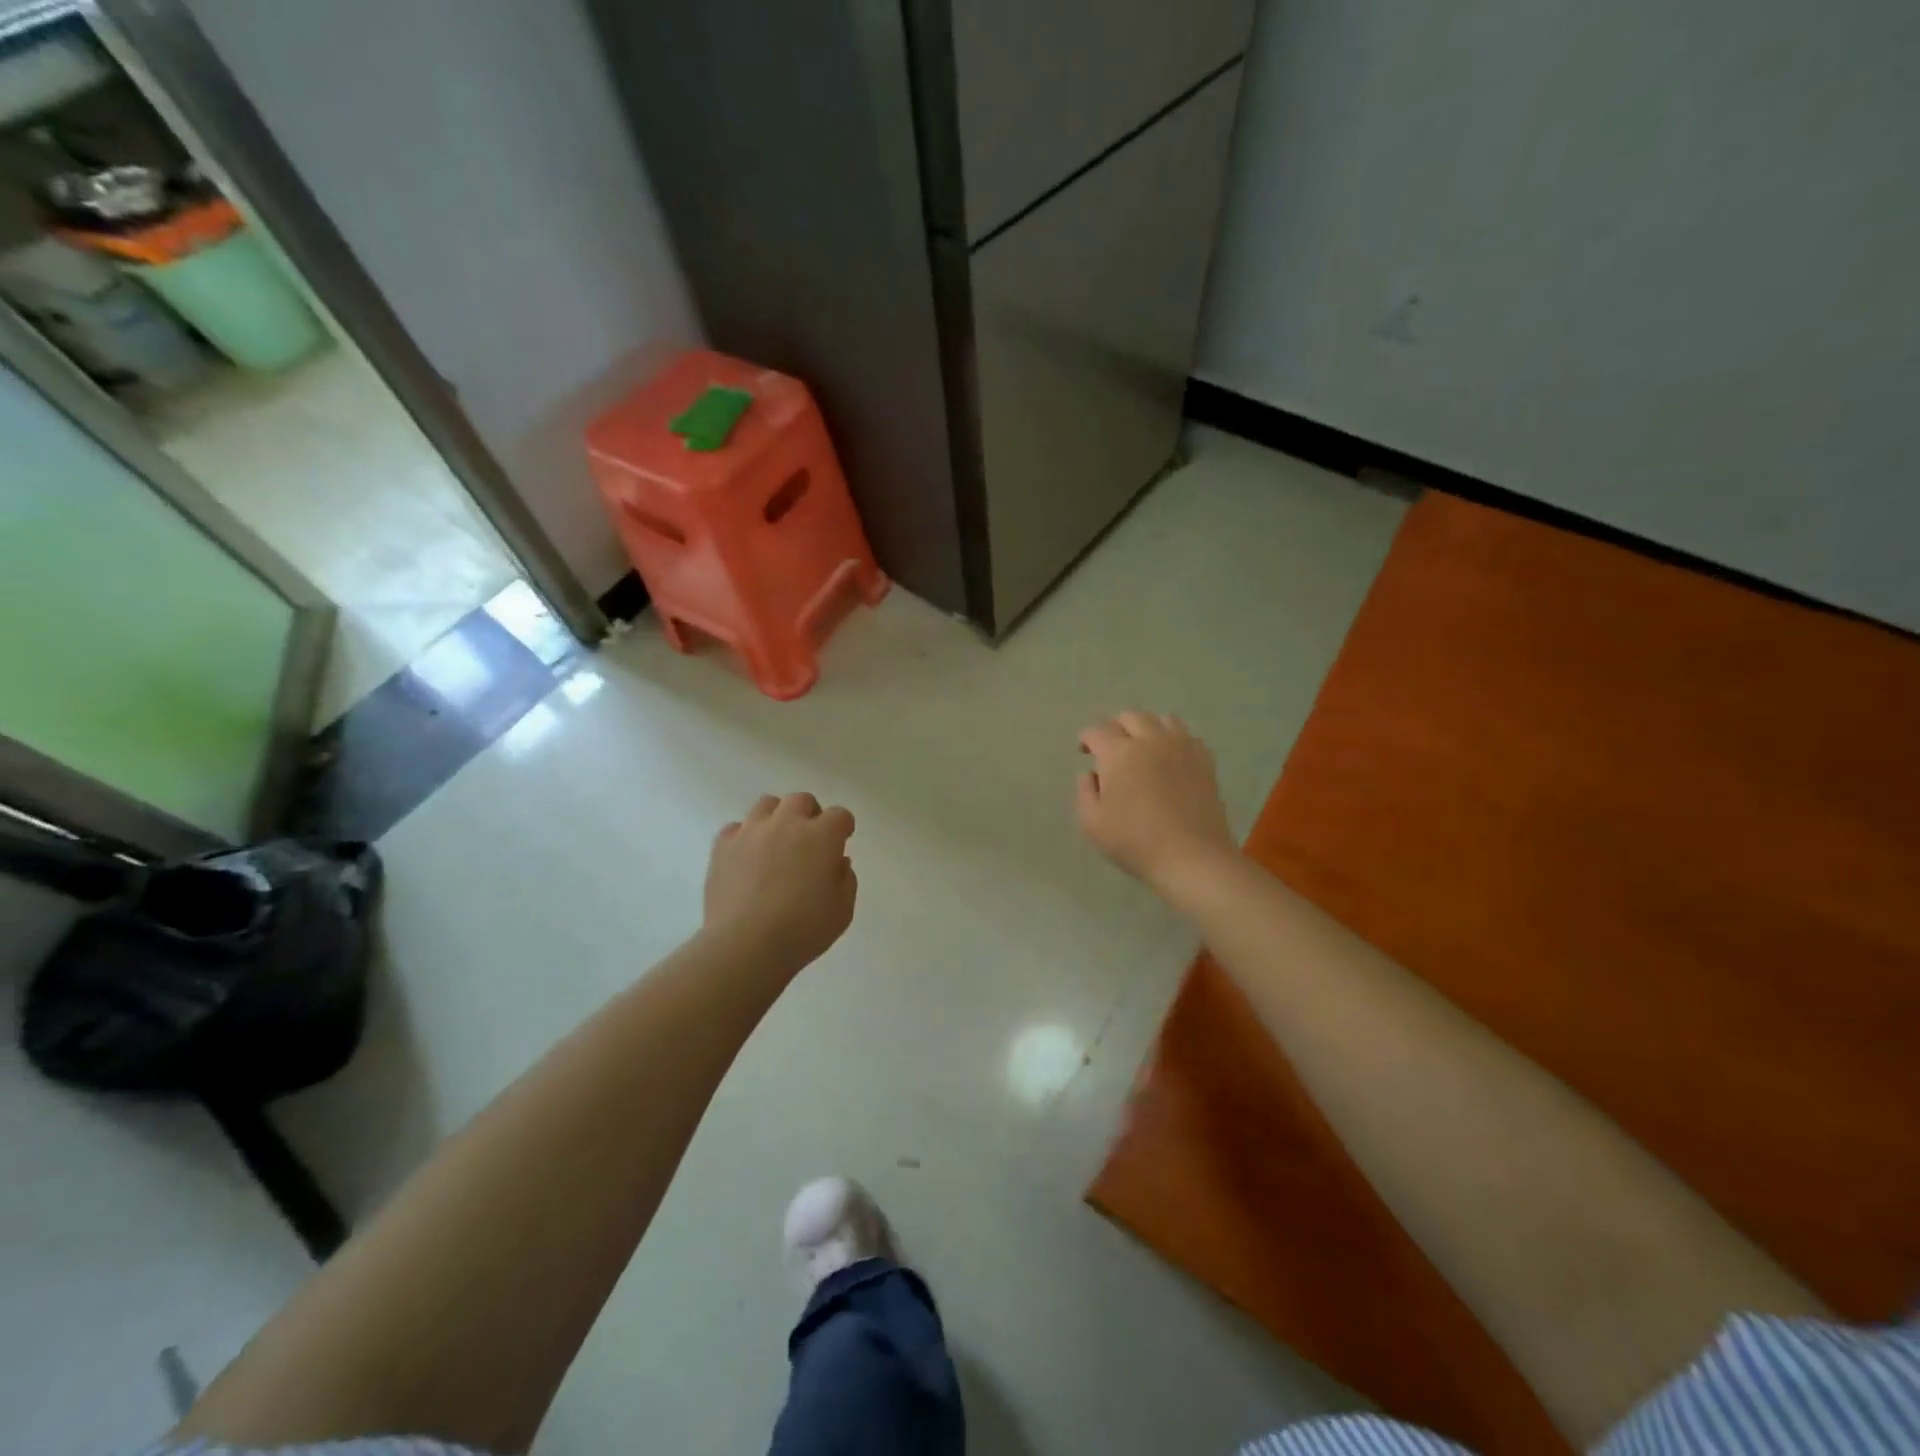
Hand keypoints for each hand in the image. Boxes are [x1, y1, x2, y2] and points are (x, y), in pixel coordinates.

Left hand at [704, 793, 857, 974]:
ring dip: (777, 818)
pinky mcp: (723, 846)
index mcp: (821, 837)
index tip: (841, 842)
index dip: (843, 828)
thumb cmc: (803, 930)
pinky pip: (736, 828)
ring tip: (776, 842)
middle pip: (801, 800)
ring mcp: (751, 832)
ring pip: (767, 804)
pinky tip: (747, 858)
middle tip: (809, 840)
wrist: (746, 946)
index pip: (839, 816)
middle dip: (810, 814)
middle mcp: (786, 824)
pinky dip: (745, 837)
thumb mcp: (843, 910)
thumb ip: (846, 880)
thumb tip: (837, 862)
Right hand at [1076, 712, 1238, 901]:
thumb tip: (1090, 774)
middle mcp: (1150, 740)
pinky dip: (1174, 740)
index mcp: (1119, 753)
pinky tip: (1171, 758)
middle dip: (1116, 728)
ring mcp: (1181, 747)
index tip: (1084, 751)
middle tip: (1111, 748)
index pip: (1097, 731)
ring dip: (1147, 728)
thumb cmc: (1135, 841)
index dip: (1086, 739)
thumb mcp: (1092, 823)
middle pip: (1130, 716)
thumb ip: (1084, 792)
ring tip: (1143, 747)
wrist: (1192, 857)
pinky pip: (1187, 736)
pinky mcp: (1204, 761)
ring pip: (1162, 719)